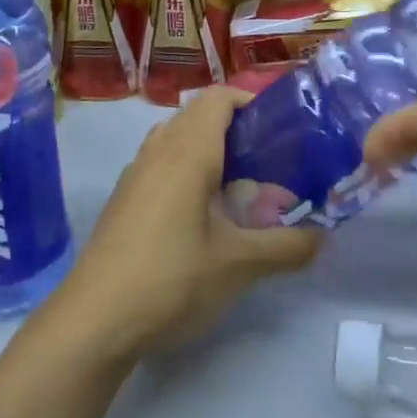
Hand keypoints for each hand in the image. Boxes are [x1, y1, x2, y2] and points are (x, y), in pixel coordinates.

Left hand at [52, 88, 323, 360]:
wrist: (94, 319)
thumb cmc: (171, 279)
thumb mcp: (238, 265)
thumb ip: (286, 246)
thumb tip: (322, 235)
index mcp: (187, 151)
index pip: (219, 98)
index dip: (252, 101)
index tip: (282, 128)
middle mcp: (157, 150)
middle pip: (199, 116)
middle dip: (237, 130)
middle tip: (271, 162)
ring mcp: (135, 174)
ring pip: (178, 140)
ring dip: (210, 152)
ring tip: (241, 188)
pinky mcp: (124, 199)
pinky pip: (161, 164)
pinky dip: (188, 172)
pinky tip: (205, 216)